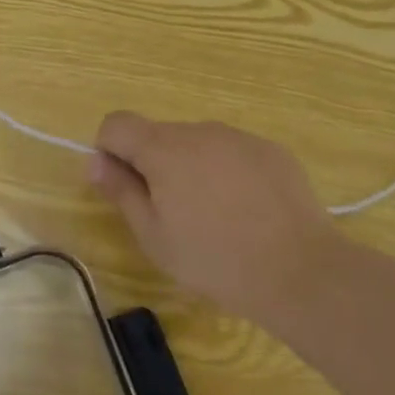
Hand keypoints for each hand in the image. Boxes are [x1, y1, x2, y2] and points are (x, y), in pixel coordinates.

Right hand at [89, 113, 329, 320]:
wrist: (300, 270)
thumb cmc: (214, 259)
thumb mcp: (154, 235)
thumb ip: (120, 190)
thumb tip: (95, 161)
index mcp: (163, 148)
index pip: (117, 123)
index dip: (110, 151)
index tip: (124, 187)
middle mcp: (199, 130)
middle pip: (158, 134)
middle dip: (153, 164)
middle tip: (171, 213)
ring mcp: (239, 137)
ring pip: (197, 143)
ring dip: (191, 167)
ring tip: (214, 216)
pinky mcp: (271, 150)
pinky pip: (232, 152)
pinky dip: (227, 172)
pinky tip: (246, 211)